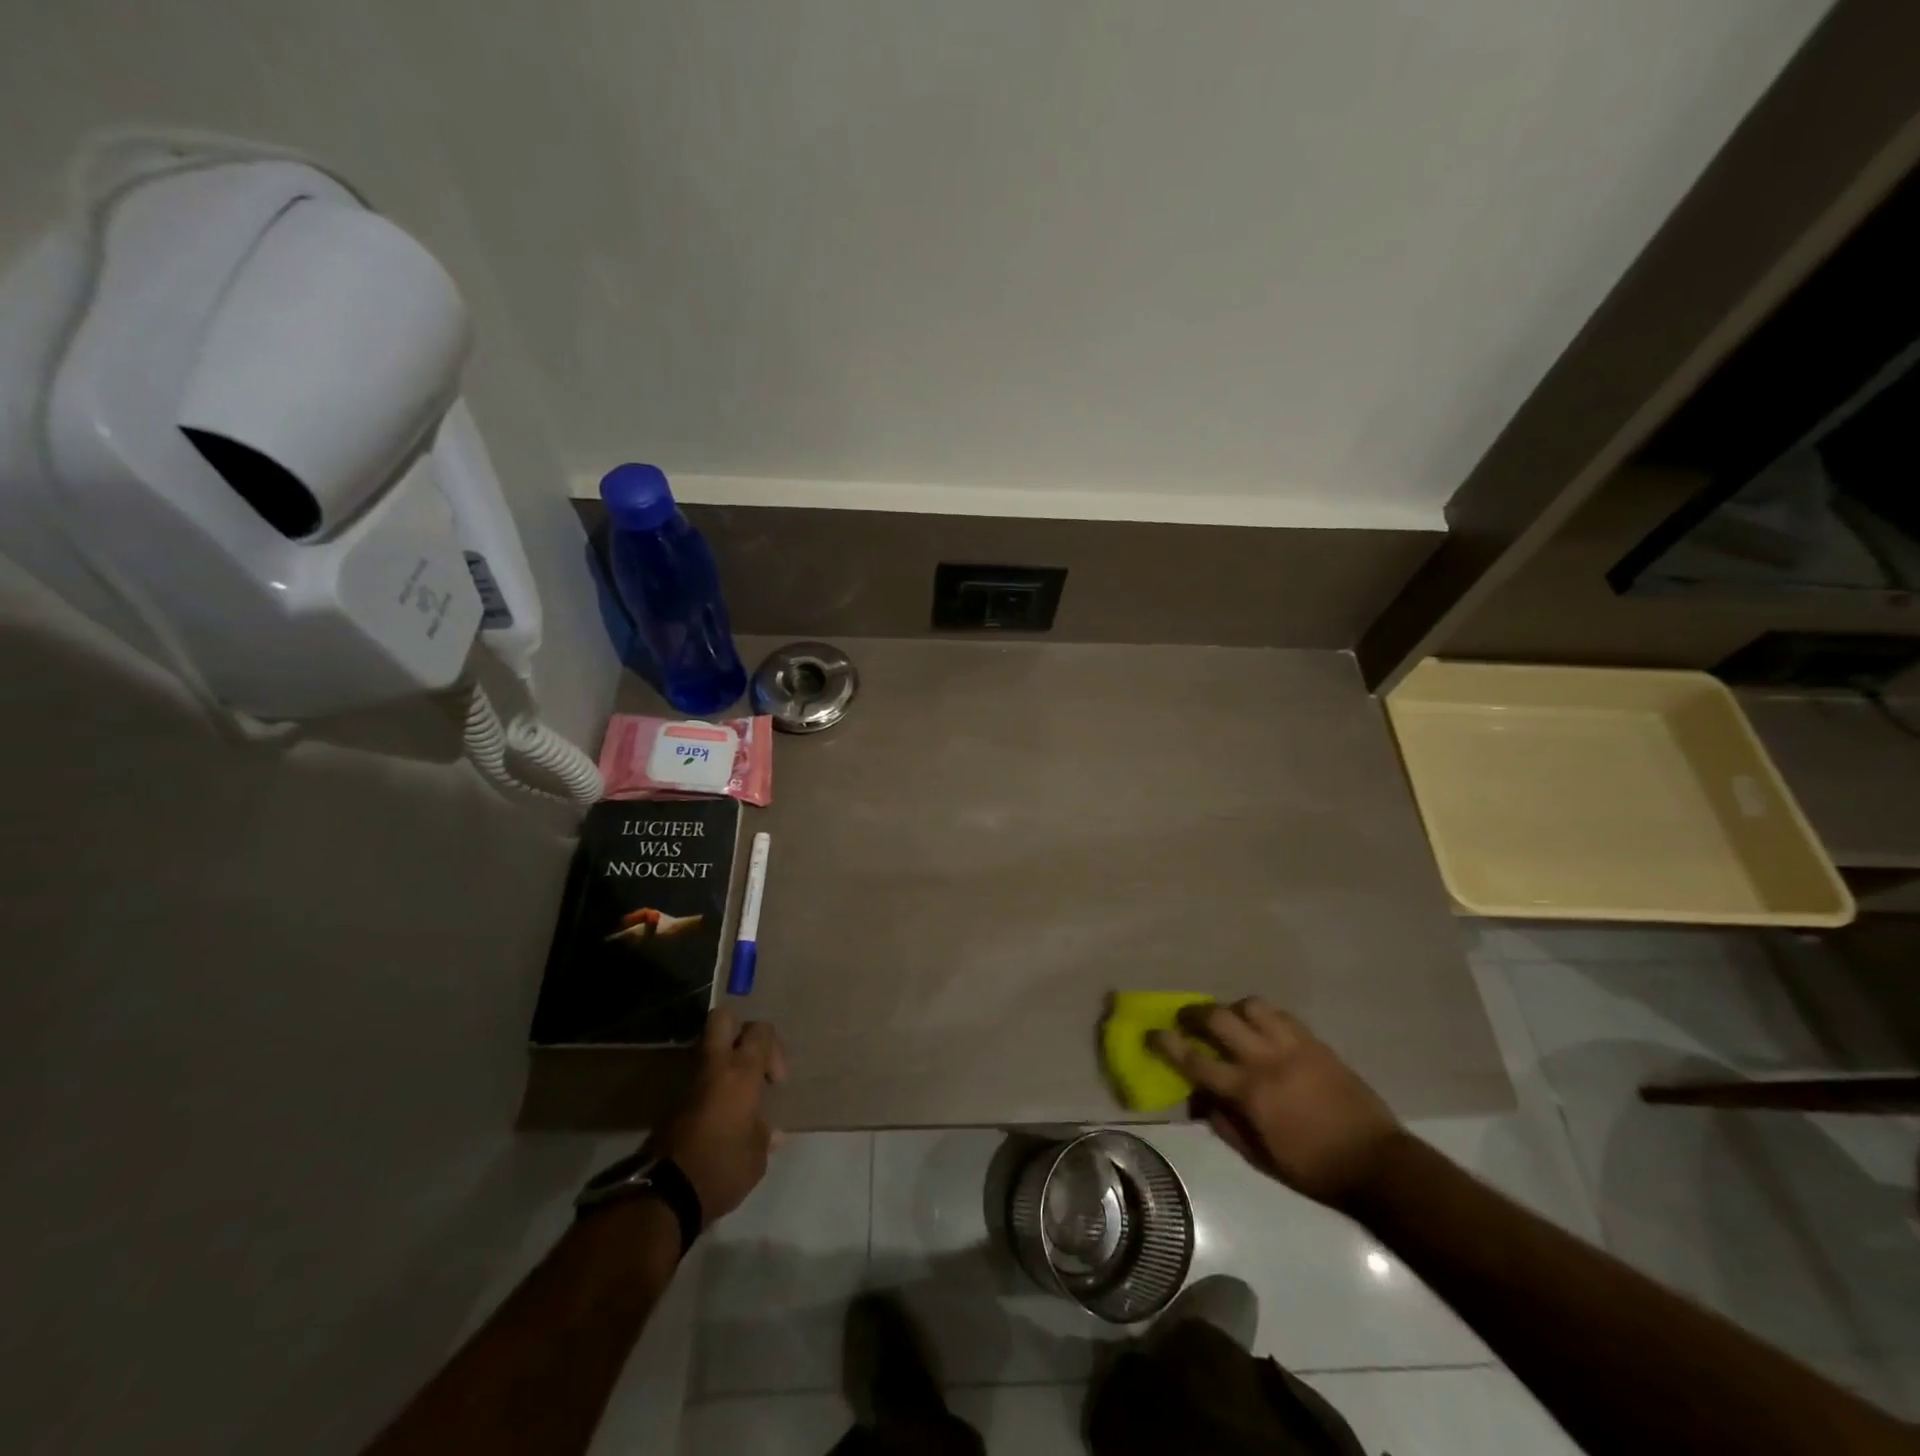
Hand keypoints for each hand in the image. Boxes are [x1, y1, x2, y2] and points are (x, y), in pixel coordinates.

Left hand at [649, 1009, 787, 1226]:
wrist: (664, 1194)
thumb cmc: (722, 1168)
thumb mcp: (756, 1157)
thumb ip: (764, 1136)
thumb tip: (772, 1133)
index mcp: (741, 1072)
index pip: (760, 1031)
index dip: (772, 1047)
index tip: (774, 1081)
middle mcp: (713, 1067)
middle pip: (722, 1019)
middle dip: (738, 1030)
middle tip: (750, 1062)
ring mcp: (688, 1082)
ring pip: (706, 1049)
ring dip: (722, 1062)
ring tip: (736, 1094)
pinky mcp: (671, 1103)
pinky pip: (696, 1079)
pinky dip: (709, 1086)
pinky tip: (719, 1115)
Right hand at [1149, 998, 1401, 1207]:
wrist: (1376, 1163)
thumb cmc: (1312, 1168)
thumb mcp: (1260, 1157)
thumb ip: (1225, 1125)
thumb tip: (1198, 1101)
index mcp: (1248, 1093)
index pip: (1195, 1060)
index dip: (1168, 1044)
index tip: (1151, 1033)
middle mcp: (1265, 1060)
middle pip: (1219, 1019)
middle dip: (1195, 1013)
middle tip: (1186, 1017)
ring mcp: (1293, 1046)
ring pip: (1251, 1006)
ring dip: (1233, 1009)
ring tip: (1230, 1019)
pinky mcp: (1315, 1042)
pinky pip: (1282, 1015)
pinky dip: (1264, 1016)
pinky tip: (1263, 1027)